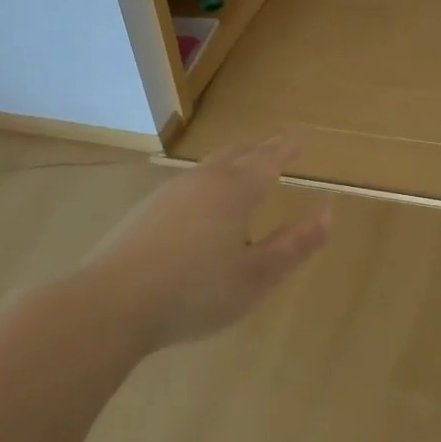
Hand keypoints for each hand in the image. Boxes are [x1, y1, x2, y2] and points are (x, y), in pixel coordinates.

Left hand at [79, 137, 330, 350]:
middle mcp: (204, 181)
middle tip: (275, 143)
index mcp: (236, 192)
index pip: (269, 160)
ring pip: (209, 165)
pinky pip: (188, 183)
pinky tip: (200, 200)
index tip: (301, 136)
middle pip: (237, 153)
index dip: (287, 148)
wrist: (112, 304)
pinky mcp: (145, 211)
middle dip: (260, 147)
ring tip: (243, 163)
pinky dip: (207, 179)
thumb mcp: (257, 277)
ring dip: (232, 159)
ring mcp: (170, 193)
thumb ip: (295, 245)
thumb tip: (328, 214)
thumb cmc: (196, 292)